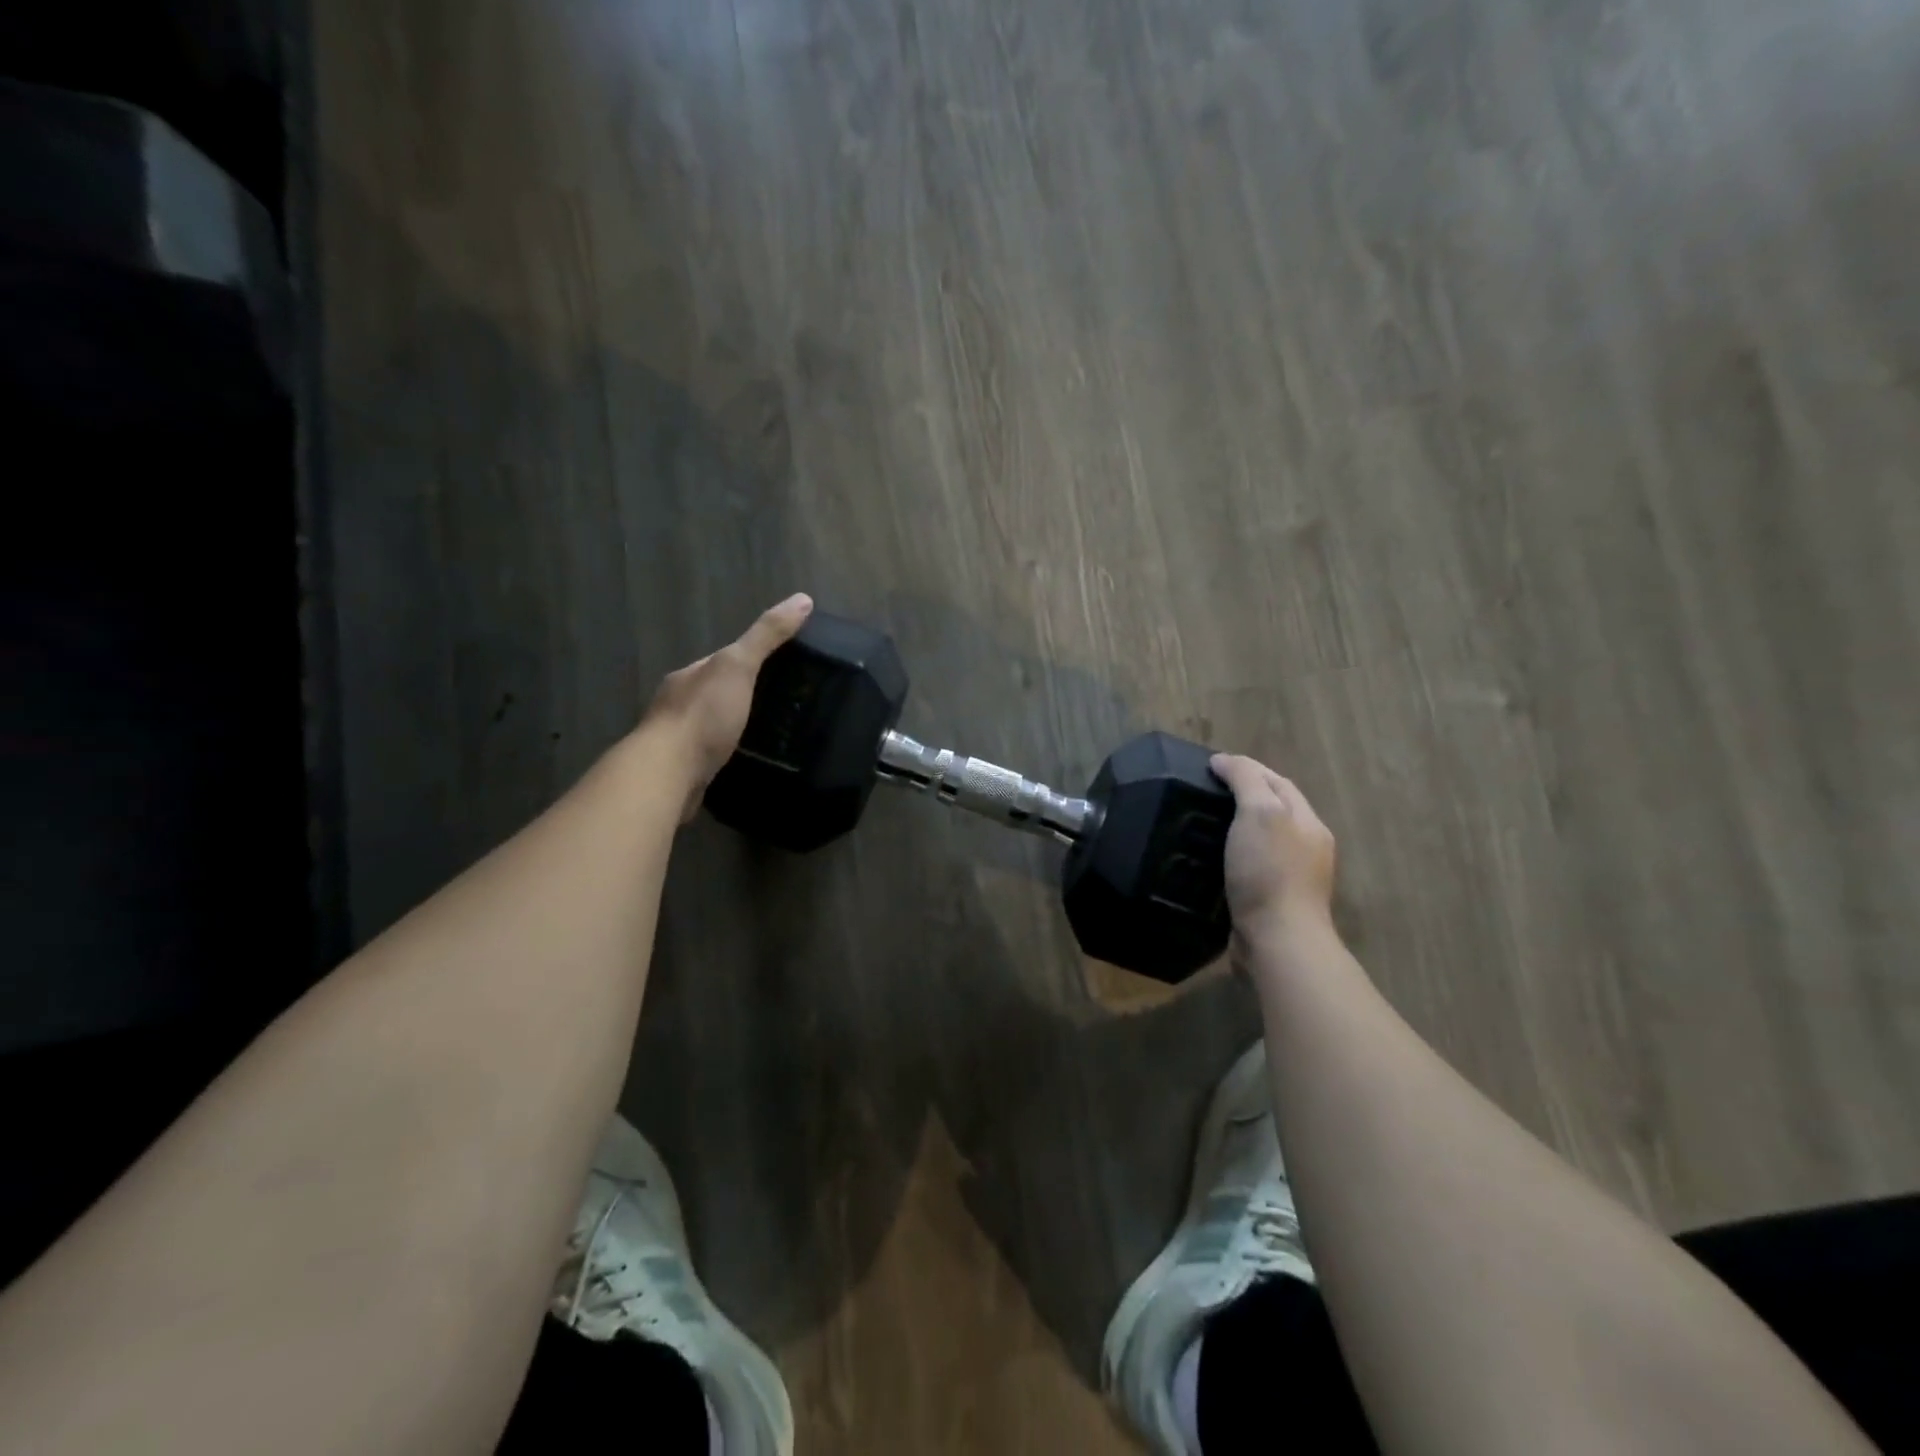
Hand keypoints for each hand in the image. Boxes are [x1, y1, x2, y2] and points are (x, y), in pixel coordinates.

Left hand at [643, 594, 812, 821]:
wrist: (667, 775)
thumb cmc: (702, 716)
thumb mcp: (738, 666)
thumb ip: (766, 636)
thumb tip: (802, 599)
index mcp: (689, 675)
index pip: (723, 661)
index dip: (751, 661)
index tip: (782, 670)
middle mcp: (678, 704)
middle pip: (717, 694)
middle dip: (743, 698)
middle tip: (784, 707)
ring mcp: (678, 740)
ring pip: (712, 727)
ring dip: (734, 729)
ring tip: (770, 736)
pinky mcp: (682, 771)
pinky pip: (709, 756)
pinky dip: (726, 755)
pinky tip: (746, 762)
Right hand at [1209, 754, 1337, 948]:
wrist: (1278, 940)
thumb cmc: (1269, 871)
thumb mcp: (1259, 812)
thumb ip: (1245, 780)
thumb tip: (1225, 760)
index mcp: (1308, 822)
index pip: (1277, 782)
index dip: (1247, 768)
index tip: (1210, 766)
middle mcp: (1307, 846)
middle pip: (1274, 810)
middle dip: (1244, 797)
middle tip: (1204, 793)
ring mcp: (1293, 877)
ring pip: (1263, 840)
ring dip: (1237, 829)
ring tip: (1203, 825)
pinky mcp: (1274, 901)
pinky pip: (1253, 867)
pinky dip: (1234, 856)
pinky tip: (1213, 861)